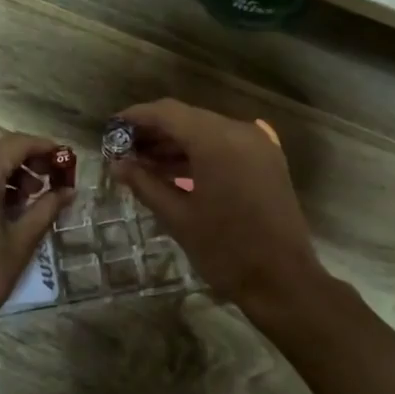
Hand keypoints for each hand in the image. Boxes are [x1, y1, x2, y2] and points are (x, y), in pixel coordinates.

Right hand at [108, 99, 328, 318]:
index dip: (136, 117)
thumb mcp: (177, 217)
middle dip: (154, 132)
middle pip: (188, 118)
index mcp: (217, 140)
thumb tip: (117, 165)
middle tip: (123, 151)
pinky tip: (177, 171)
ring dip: (176, 144)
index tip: (111, 128)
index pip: (168, 113)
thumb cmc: (225, 250)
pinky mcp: (268, 161)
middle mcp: (240, 131)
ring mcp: (259, 145)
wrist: (283, 280)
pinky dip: (200, 153)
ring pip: (207, 131)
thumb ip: (145, 184)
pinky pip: (226, 145)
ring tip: (143, 164)